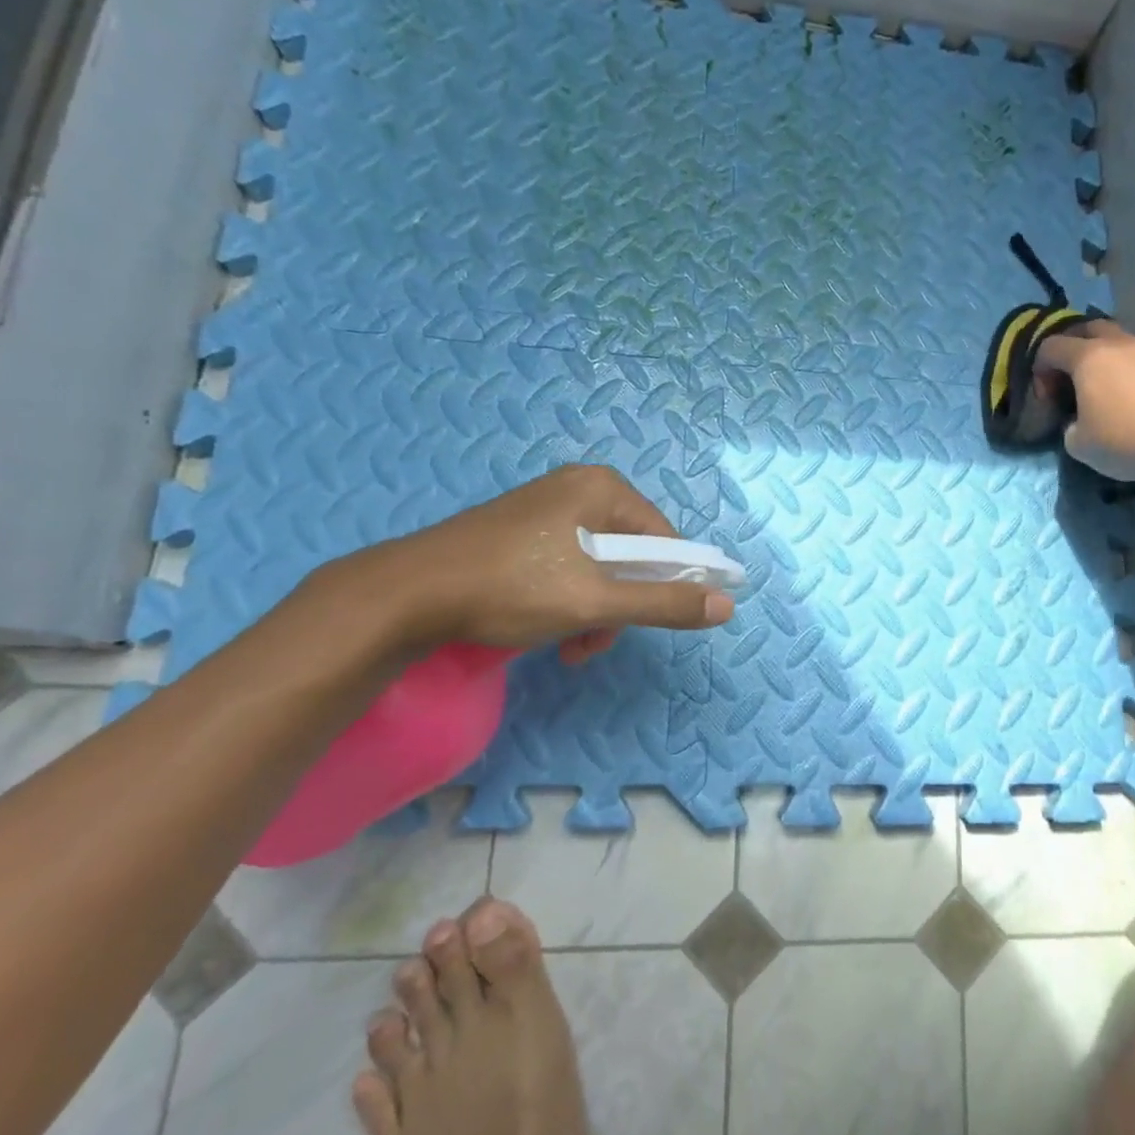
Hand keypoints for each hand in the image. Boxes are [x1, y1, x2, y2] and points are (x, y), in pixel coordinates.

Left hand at [339, 466, 734, 656]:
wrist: (407, 594)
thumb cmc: (512, 588)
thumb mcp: (596, 601)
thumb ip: (664, 603)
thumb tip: (727, 606)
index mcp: (602, 489)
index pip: (665, 539)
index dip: (666, 585)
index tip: (645, 624)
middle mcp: (578, 488)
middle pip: (631, 555)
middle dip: (621, 606)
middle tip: (595, 641)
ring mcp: (546, 508)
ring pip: (598, 567)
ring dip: (595, 612)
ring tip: (569, 646)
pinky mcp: (521, 531)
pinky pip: (567, 566)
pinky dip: (568, 601)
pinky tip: (549, 632)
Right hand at [1034, 321, 1134, 481]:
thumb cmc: (1124, 439)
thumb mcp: (1078, 444)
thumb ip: (1069, 427)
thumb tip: (1077, 421)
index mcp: (1087, 357)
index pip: (1050, 347)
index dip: (1040, 369)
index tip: (1047, 397)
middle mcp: (1116, 344)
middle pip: (1086, 329)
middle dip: (1071, 349)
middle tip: (1069, 378)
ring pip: (1116, 340)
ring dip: (1102, 357)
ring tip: (1101, 386)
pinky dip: (1126, 369)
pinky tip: (1129, 396)